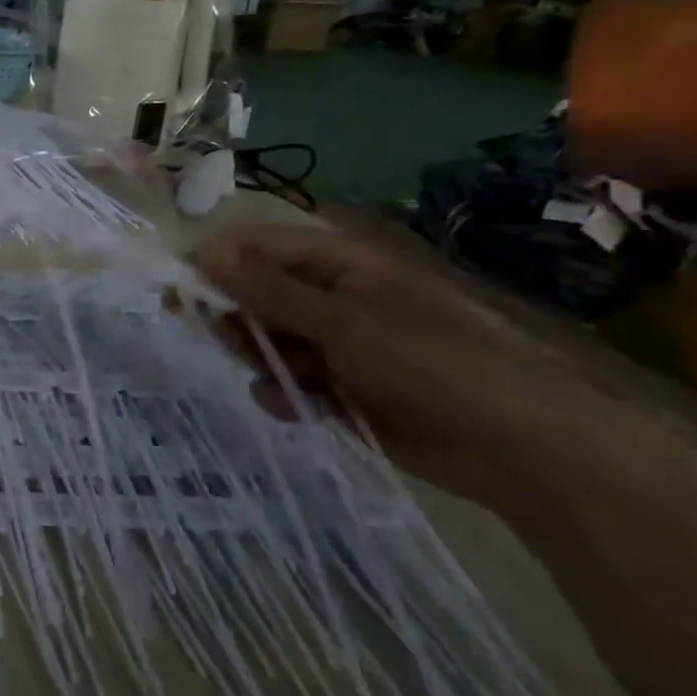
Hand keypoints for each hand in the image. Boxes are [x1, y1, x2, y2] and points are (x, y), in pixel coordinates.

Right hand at [188, 224, 635, 525]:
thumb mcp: (340, 321)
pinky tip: (298, 408)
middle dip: (236, 318)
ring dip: (261, 359)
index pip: (256, 248)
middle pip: (255, 294)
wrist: (518, 447)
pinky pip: (288, 381)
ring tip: (281, 380)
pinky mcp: (341, 387)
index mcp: (338, 264)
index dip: (214, 263)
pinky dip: (285, 394)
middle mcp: (331, 298)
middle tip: (228, 341)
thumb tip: (203, 252)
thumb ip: (267, 289)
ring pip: (266, 341)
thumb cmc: (429, 362)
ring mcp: (336, 344)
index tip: (178, 289)